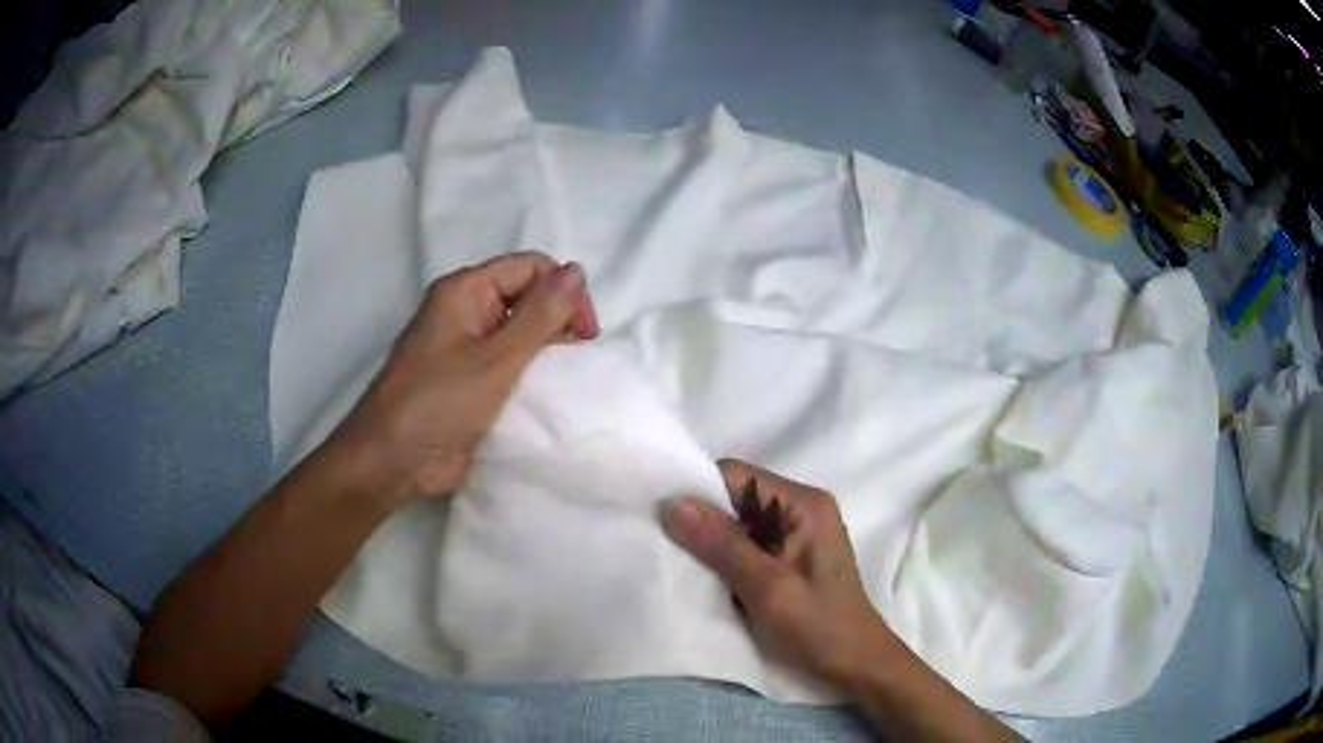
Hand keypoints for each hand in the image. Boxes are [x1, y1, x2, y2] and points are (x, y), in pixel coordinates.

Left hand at [334, 252, 598, 504]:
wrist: (393, 461)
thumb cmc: (439, 403)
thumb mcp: (497, 358)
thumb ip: (540, 315)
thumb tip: (577, 271)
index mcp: (465, 290)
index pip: (530, 267)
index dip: (564, 291)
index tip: (586, 334)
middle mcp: (465, 310)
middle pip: (525, 296)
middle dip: (557, 320)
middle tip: (578, 359)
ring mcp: (464, 346)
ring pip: (518, 331)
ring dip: (545, 349)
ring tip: (563, 379)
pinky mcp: (468, 379)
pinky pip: (507, 363)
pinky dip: (529, 373)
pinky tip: (545, 394)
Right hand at [660, 459, 897, 687]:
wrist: (855, 664)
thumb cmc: (817, 627)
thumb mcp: (767, 587)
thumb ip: (722, 545)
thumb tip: (672, 503)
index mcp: (804, 504)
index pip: (737, 476)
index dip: (698, 494)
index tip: (665, 523)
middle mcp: (802, 508)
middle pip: (737, 497)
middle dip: (704, 521)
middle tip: (671, 549)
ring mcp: (798, 533)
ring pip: (739, 523)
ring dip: (714, 544)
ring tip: (688, 568)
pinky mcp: (792, 556)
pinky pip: (749, 544)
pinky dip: (727, 559)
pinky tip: (713, 581)